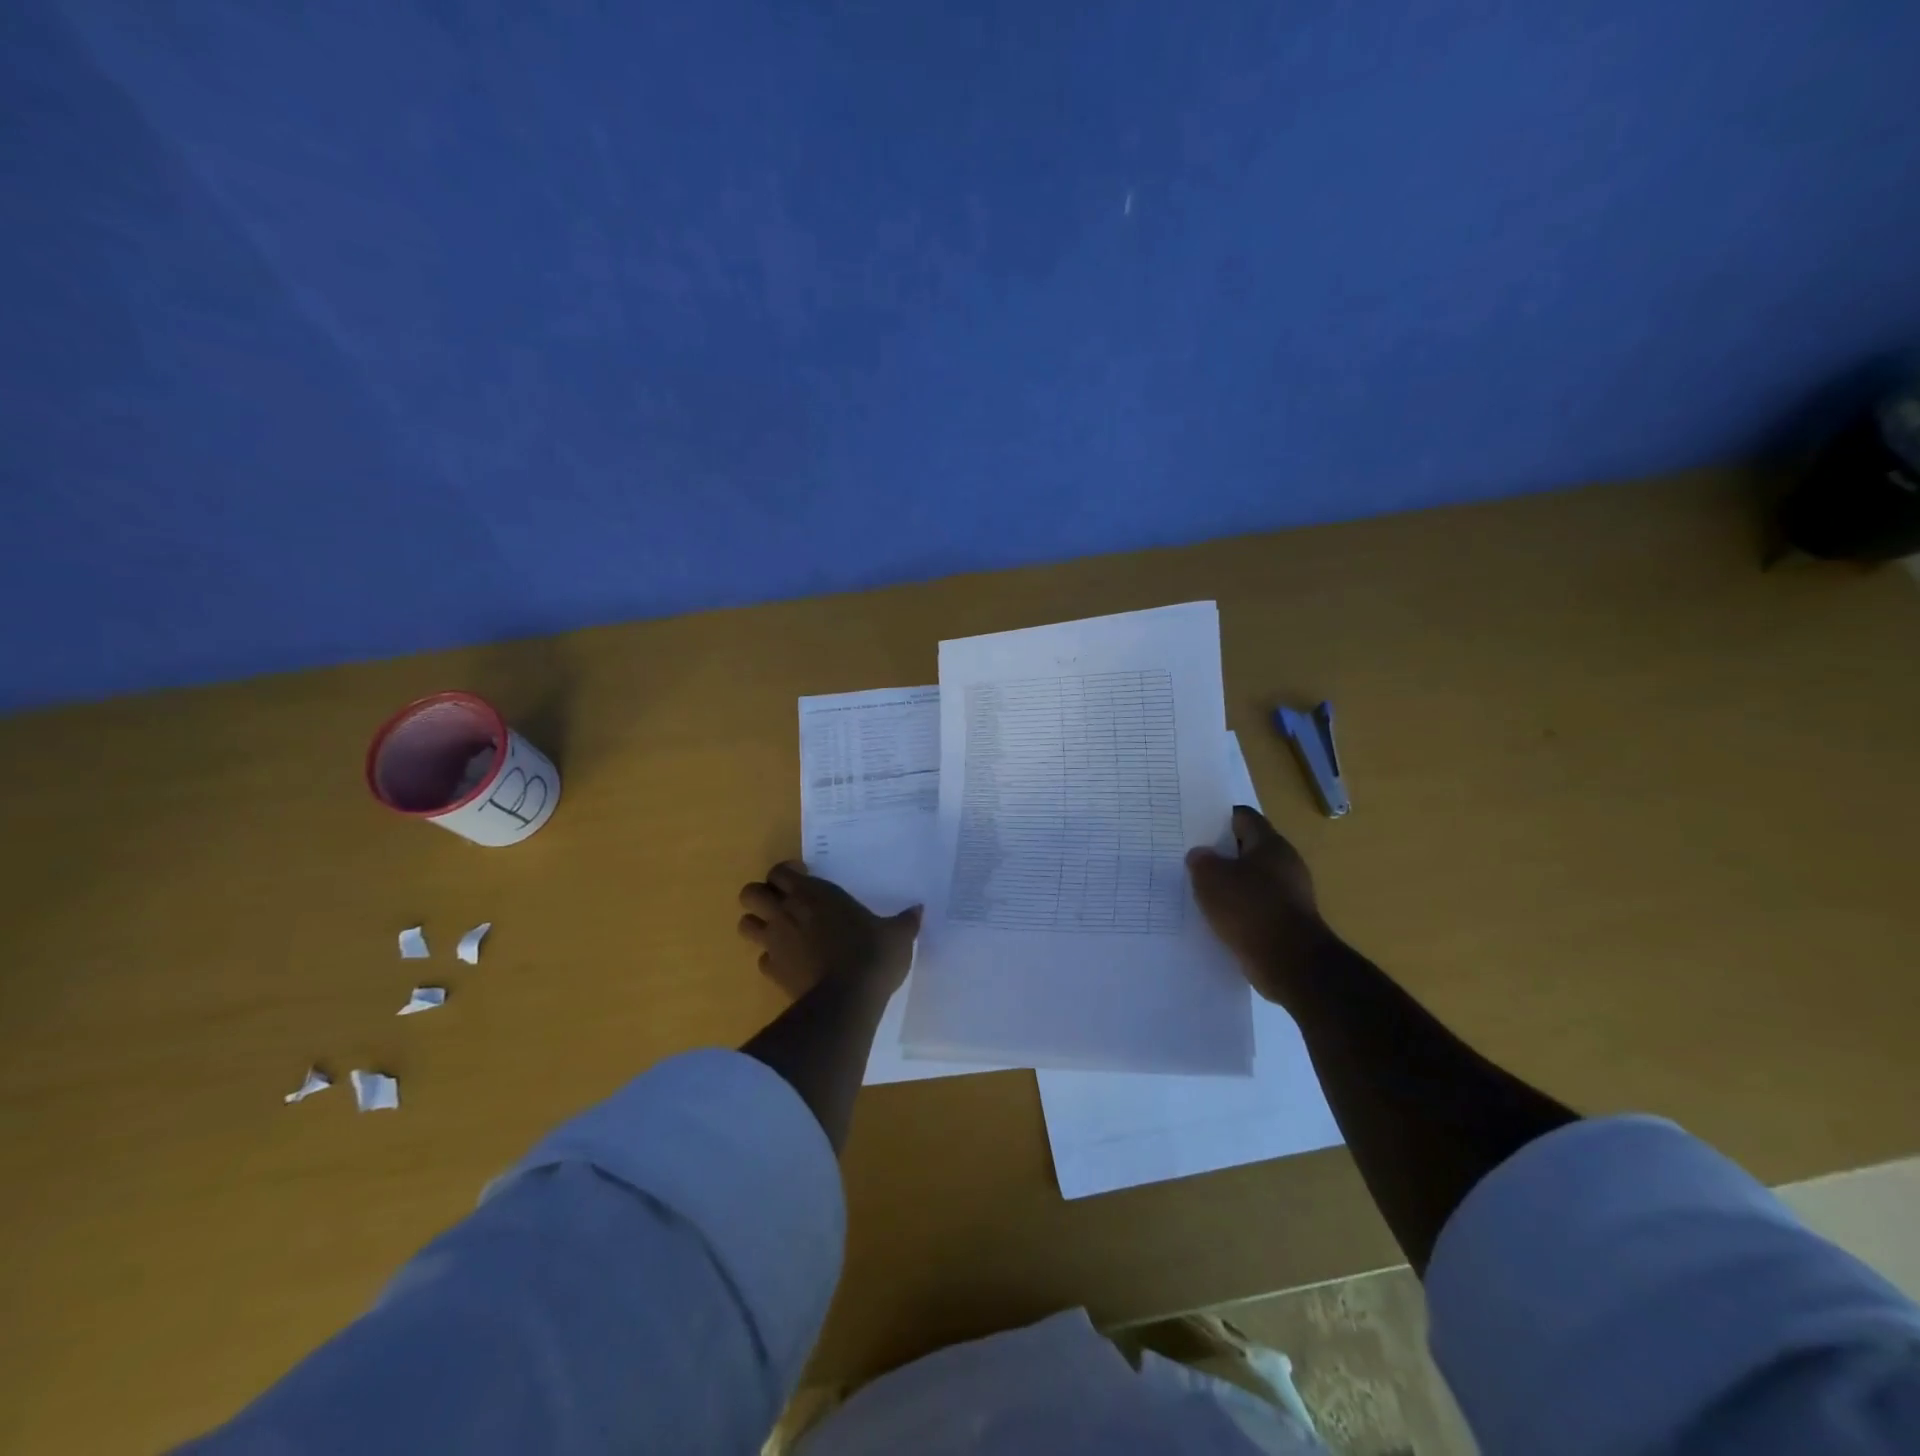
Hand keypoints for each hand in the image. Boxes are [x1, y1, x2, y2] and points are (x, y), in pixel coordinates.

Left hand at [737, 861, 920, 1001]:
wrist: (848, 999)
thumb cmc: (872, 953)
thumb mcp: (897, 934)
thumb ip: (905, 920)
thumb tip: (918, 910)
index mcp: (813, 893)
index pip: (779, 871)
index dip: (786, 874)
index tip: (804, 879)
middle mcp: (787, 913)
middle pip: (750, 893)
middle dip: (761, 896)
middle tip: (784, 903)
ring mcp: (775, 943)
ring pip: (745, 924)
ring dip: (757, 924)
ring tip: (780, 931)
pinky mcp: (773, 972)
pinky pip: (761, 959)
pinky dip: (771, 958)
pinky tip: (791, 963)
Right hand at [1186, 807, 1334, 1001]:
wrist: (1290, 962)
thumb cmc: (1249, 908)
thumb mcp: (1211, 878)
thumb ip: (1201, 860)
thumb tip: (1201, 855)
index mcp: (1270, 844)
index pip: (1242, 817)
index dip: (1217, 819)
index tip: (1194, 828)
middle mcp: (1285, 864)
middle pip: (1247, 849)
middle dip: (1221, 854)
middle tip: (1191, 860)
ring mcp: (1289, 894)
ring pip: (1251, 880)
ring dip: (1229, 885)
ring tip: (1199, 891)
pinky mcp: (1287, 921)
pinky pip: (1256, 907)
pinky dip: (1238, 910)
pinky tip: (1218, 919)